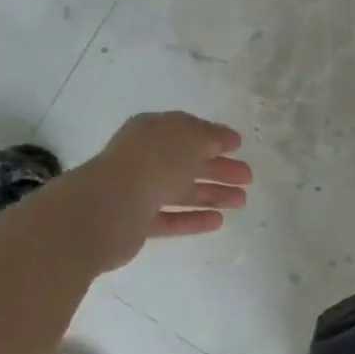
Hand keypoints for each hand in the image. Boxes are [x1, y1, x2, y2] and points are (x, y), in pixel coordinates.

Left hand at [82, 112, 250, 266]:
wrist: (107, 208)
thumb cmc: (152, 163)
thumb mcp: (189, 139)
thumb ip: (210, 137)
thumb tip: (226, 139)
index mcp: (152, 131)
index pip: (187, 130)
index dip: (214, 137)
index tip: (239, 146)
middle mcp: (144, 157)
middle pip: (187, 162)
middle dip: (219, 168)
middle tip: (248, 178)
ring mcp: (138, 190)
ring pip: (181, 191)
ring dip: (212, 194)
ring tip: (241, 202)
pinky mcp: (135, 223)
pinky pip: (170, 218)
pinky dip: (193, 219)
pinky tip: (218, 221)